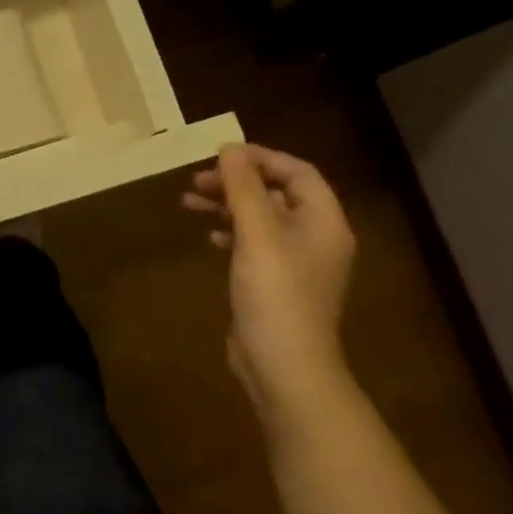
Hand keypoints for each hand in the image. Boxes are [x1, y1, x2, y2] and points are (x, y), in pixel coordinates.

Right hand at [183, 144, 356, 427]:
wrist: (284, 366)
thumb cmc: (276, 293)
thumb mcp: (257, 233)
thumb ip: (243, 188)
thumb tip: (230, 147)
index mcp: (323, 221)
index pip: (298, 172)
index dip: (261, 158)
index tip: (220, 156)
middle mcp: (315, 237)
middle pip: (276, 193)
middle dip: (236, 182)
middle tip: (196, 180)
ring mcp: (296, 263)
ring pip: (260, 219)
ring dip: (227, 205)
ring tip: (188, 202)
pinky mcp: (275, 283)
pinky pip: (253, 244)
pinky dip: (230, 232)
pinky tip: (208, 236)